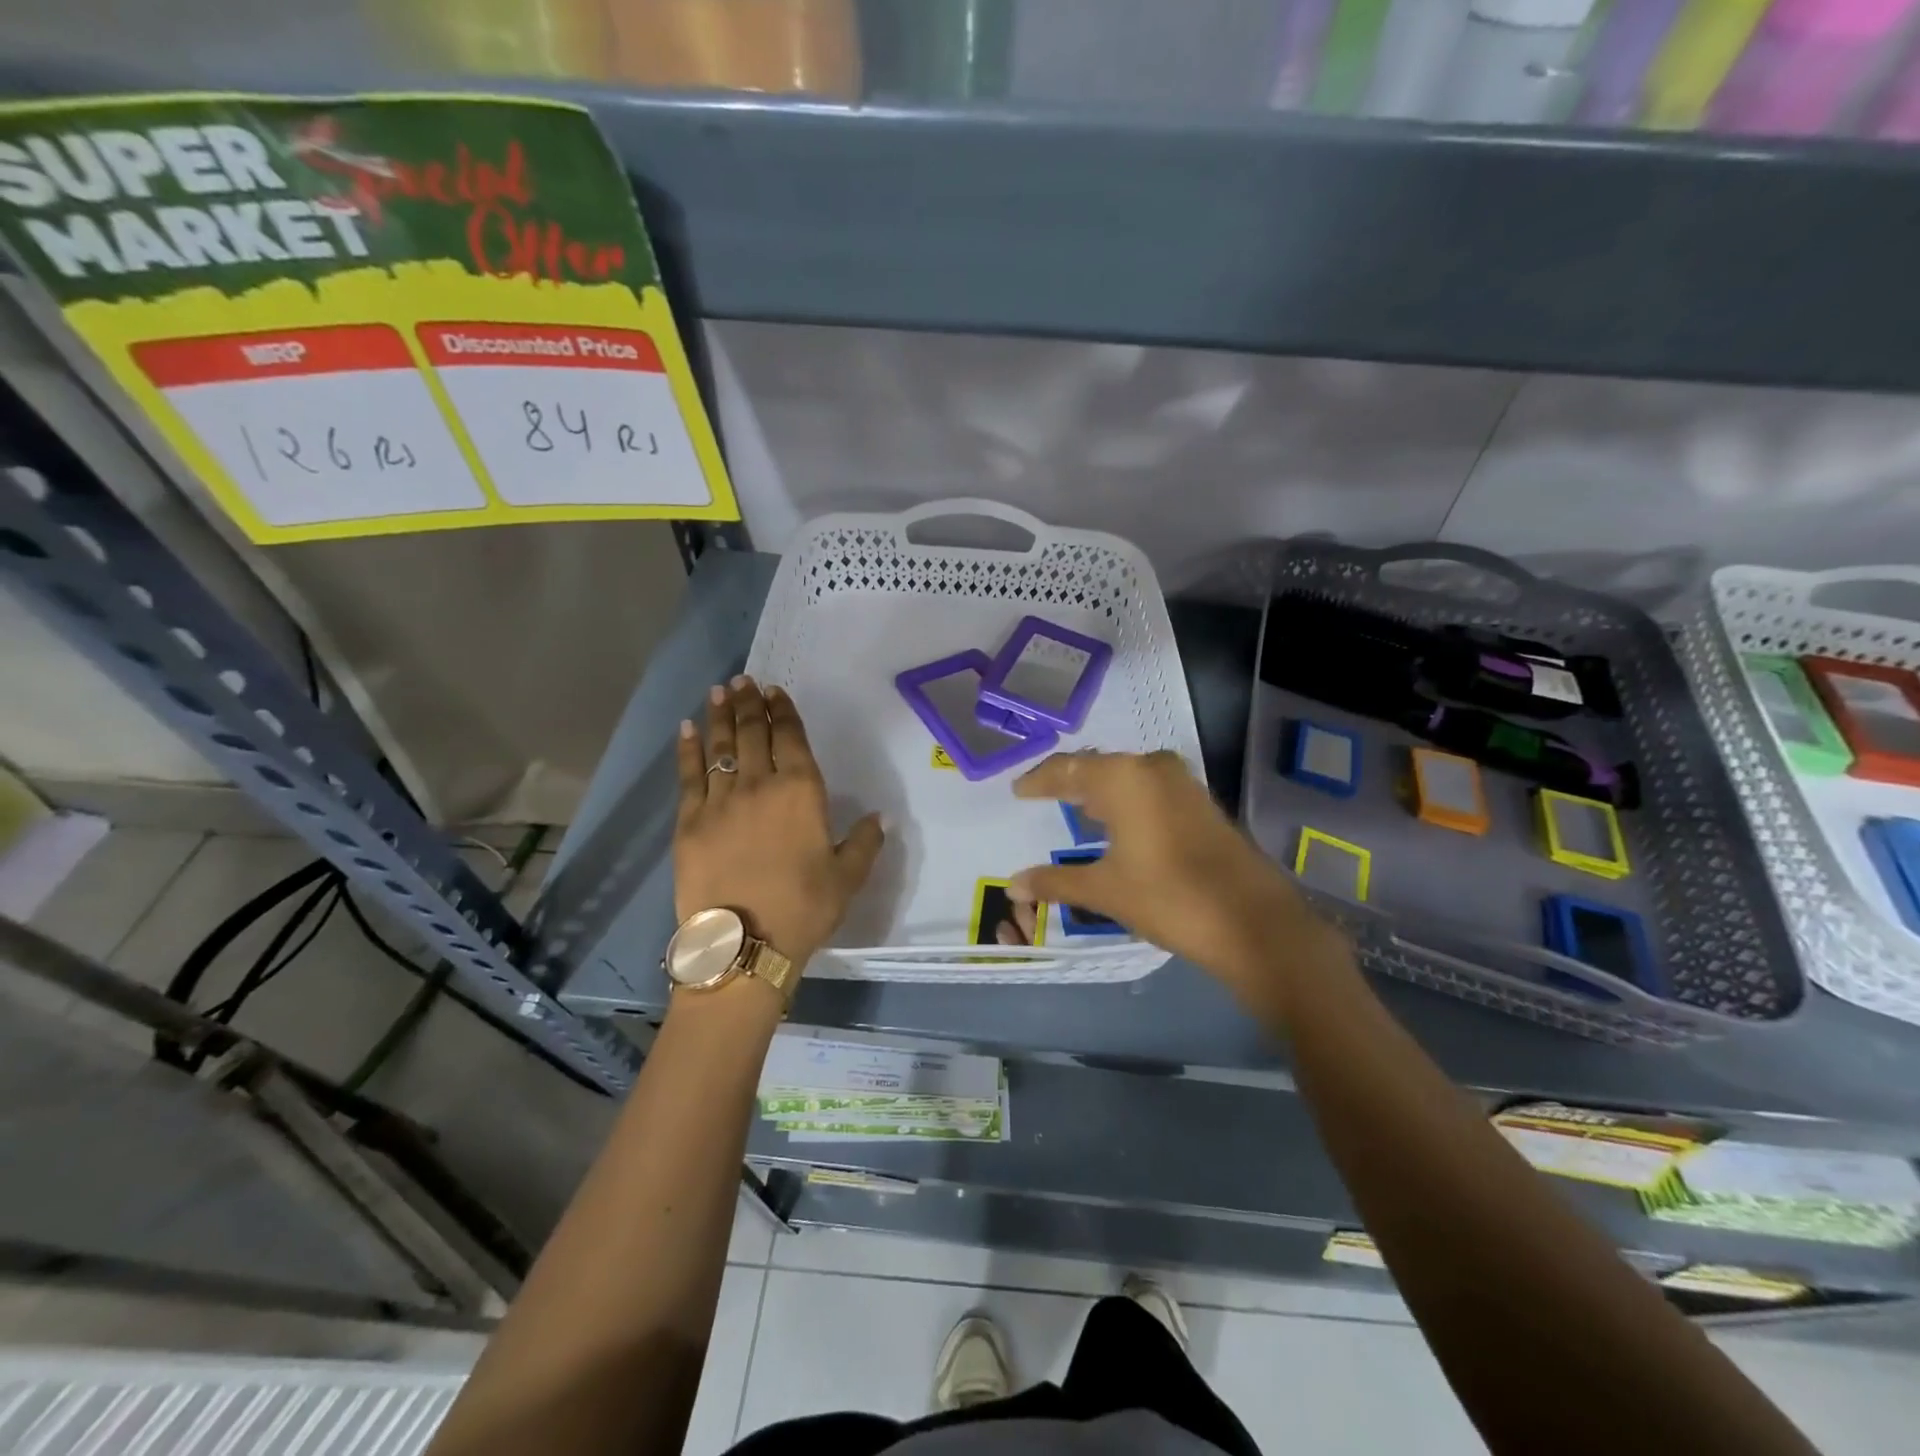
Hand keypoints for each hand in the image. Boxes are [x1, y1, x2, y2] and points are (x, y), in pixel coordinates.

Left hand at [675, 676, 883, 966]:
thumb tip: (879, 818)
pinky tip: (688, 729)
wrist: (744, 944)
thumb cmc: (803, 909)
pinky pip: (689, 776)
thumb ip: (865, 842)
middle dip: (749, 704)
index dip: (783, 711)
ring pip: (720, 747)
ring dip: (721, 716)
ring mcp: (720, 801)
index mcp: (801, 792)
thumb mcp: (848, 878)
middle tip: (744, 681)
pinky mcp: (689, 821)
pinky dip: (688, 749)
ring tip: (720, 691)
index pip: (790, 738)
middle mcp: (759, 784)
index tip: (775, 692)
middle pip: (752, 733)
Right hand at [1011, 750, 1343, 1013]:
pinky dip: (1127, 802)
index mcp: (1123, 778)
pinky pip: (1150, 790)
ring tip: (1077, 810)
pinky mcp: (1201, 804)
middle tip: (1043, 796)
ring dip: (1101, 792)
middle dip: (1070, 783)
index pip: (1067, 769)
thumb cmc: (1167, 897)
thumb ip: (1055, 881)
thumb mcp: (1104, 890)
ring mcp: (1182, 784)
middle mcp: (1152, 768)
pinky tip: (1118, 825)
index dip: (1039, 780)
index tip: (1018, 790)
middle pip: (1099, 768)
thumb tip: (1014, 883)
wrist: (1253, 922)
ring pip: (1127, 778)